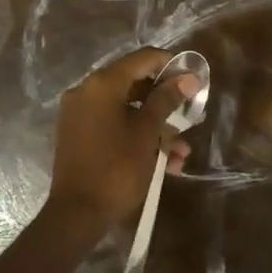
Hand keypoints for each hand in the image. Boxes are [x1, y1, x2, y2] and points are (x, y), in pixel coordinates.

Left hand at [46, 47, 195, 232]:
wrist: (77, 213)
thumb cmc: (117, 168)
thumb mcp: (147, 133)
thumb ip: (167, 100)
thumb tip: (189, 77)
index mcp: (102, 84)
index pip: (142, 58)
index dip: (170, 65)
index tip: (194, 80)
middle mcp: (87, 91)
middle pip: (134, 84)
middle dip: (166, 103)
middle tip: (191, 117)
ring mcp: (80, 114)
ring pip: (127, 110)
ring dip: (156, 128)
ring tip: (181, 153)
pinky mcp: (79, 135)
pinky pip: (114, 125)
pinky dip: (137, 137)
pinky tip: (164, 163)